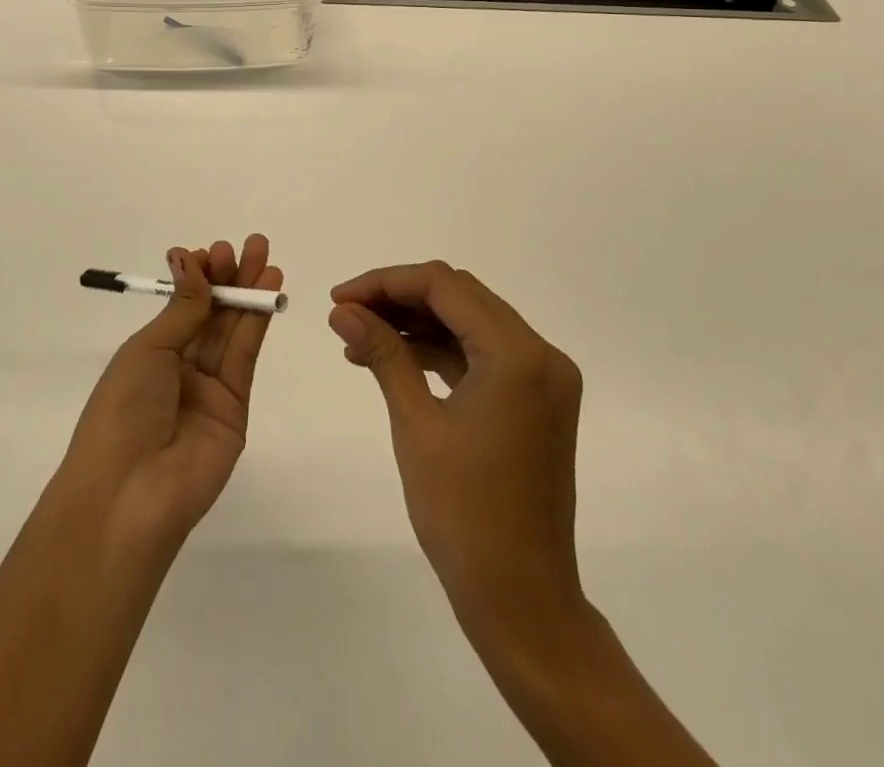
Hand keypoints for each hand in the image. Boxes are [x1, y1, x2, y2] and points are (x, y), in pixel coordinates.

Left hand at [61, 236, 284, 554]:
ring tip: (265, 257)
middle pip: (211, 314)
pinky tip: (268, 291)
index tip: (212, 250)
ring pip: (232, 329)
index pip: (182, 306)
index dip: (199, 277)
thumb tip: (190, 258)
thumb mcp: (147, 350)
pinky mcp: (236, 406)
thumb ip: (183, 308)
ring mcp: (209, 388)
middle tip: (250, 244)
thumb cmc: (122, 410)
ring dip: (249, 292)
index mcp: (150, 354)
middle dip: (230, 277)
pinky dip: (258, 320)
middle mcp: (180, 367)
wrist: (129, 494)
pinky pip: (245, 355)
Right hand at [328, 261, 583, 638]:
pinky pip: (482, 354)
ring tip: (360, 340)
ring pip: (469, 322)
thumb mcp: (416, 424)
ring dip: (416, 323)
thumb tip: (342, 310)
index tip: (340, 299)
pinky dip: (439, 351)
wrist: (522, 601)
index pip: (444, 286)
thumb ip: (382, 353)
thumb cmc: (464, 515)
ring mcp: (543, 377)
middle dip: (399, 298)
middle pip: (460, 296)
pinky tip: (395, 359)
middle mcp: (540, 354)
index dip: (386, 282)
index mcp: (518, 355)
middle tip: (347, 314)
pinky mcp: (535, 399)